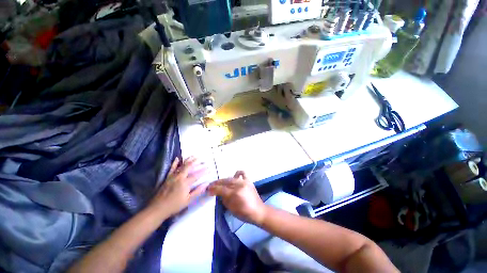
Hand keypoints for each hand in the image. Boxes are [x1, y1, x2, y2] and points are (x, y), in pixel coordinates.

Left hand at [148, 157, 206, 218]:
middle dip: (196, 162)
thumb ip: (198, 191)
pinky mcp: (167, 177)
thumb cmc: (174, 205)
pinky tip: (177, 158)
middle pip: (189, 167)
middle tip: (201, 159)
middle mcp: (179, 177)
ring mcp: (173, 176)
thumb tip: (206, 184)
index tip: (209, 168)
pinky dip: (175, 163)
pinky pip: (171, 168)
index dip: (203, 171)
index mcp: (185, 183)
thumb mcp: (188, 200)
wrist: (157, 208)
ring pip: (181, 166)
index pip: (197, 175)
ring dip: (188, 160)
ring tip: (193, 156)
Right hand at [207, 171, 266, 224]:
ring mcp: (244, 181)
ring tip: (219, 183)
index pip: (220, 189)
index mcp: (235, 194)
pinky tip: (233, 177)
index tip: (208, 190)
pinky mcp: (248, 180)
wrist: (258, 211)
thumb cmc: (244, 213)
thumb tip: (219, 193)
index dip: (213, 190)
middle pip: (225, 181)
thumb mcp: (231, 209)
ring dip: (223, 180)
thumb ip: (224, 199)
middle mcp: (239, 185)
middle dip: (216, 184)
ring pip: (231, 178)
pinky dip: (236, 174)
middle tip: (211, 186)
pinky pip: (242, 173)